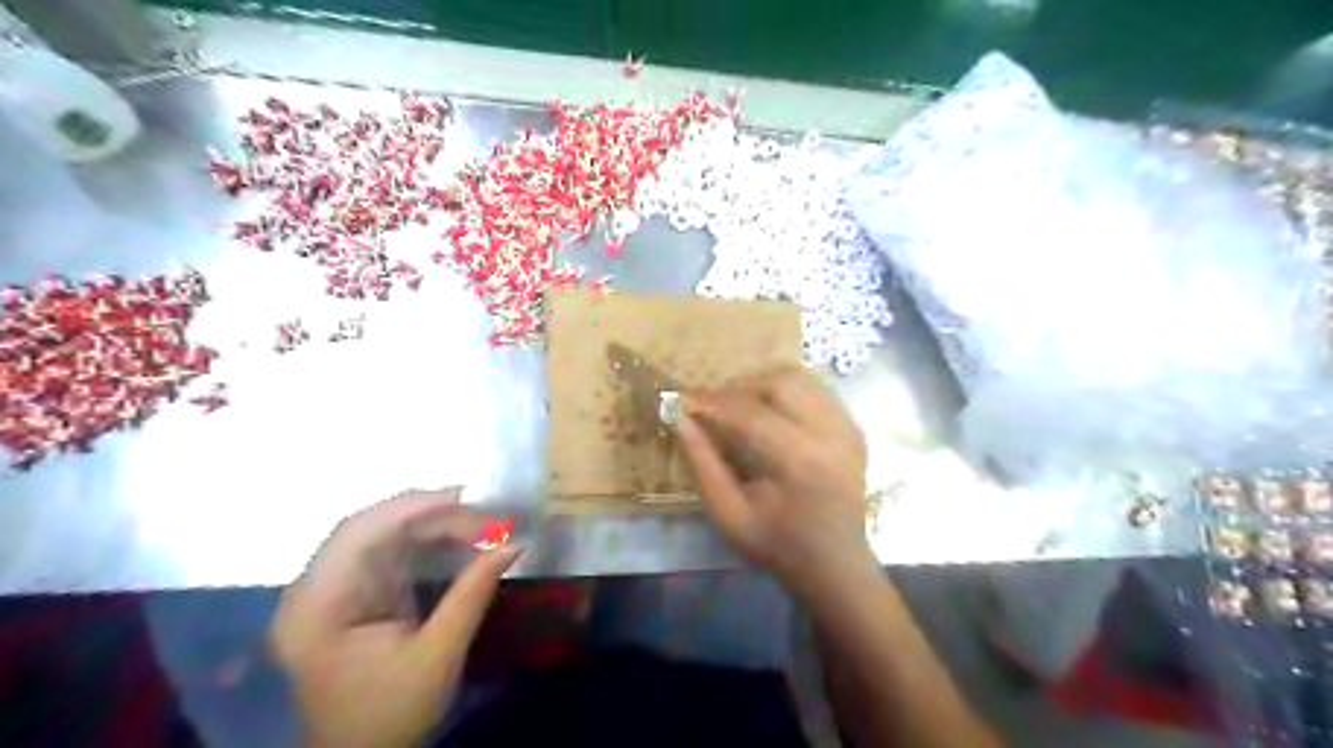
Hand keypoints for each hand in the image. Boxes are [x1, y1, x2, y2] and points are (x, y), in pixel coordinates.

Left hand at [270, 488, 519, 747]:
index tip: (464, 497)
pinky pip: (384, 550)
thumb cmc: (392, 714)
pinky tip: (454, 538)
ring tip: (477, 523)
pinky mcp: (348, 594)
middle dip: (427, 514)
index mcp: (318, 607)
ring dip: (428, 524)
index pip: (358, 533)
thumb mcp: (439, 654)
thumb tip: (514, 544)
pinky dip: (422, 540)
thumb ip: (472, 594)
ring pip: (378, 533)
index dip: (411, 507)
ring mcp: (328, 590)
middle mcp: (312, 590)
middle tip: (482, 514)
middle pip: (368, 527)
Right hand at [677, 368, 875, 596]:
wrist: (834, 563)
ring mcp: (847, 428)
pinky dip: (790, 392)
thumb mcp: (728, 514)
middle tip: (714, 404)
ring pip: (802, 379)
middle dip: (740, 387)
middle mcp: (829, 434)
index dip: (712, 402)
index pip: (748, 413)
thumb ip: (703, 464)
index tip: (684, 400)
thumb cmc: (776, 544)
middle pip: (781, 383)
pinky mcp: (854, 429)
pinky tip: (772, 410)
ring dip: (765, 383)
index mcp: (798, 461)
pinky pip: (818, 391)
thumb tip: (681, 419)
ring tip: (741, 404)